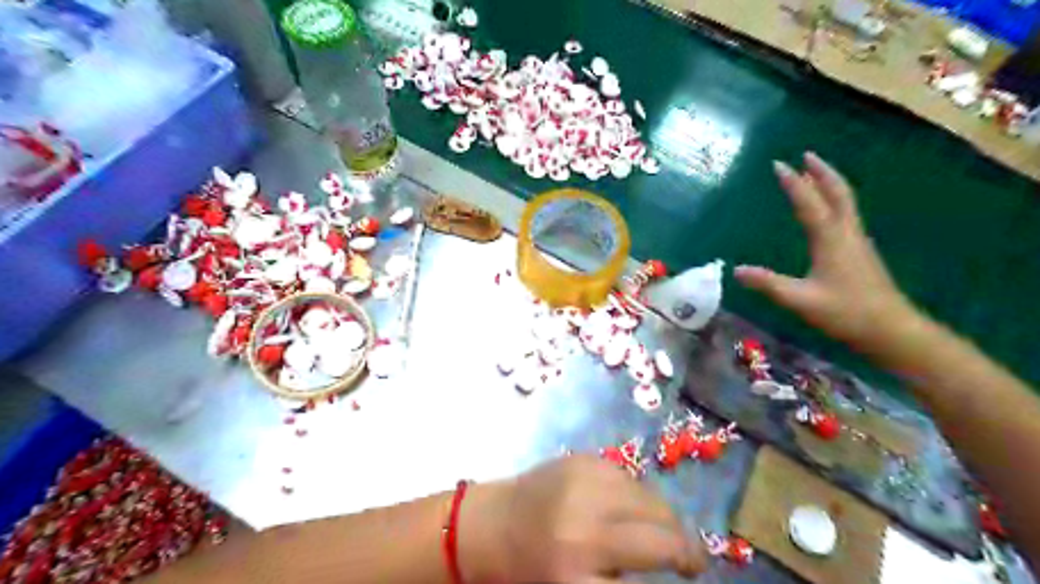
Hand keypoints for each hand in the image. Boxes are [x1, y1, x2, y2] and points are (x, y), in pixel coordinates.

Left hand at [461, 457, 706, 583]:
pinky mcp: (584, 459)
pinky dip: (638, 495)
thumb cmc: (529, 569)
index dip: (683, 566)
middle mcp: (585, 523)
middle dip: (685, 547)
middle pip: (662, 534)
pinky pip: (630, 478)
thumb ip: (622, 578)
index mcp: (578, 573)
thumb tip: (667, 563)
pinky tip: (630, 507)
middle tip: (688, 558)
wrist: (491, 523)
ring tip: (661, 531)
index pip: (653, 569)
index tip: (694, 572)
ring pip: (652, 500)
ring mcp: (585, 483)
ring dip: (664, 517)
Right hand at [734, 152, 912, 350]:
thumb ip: (768, 284)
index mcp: (831, 239)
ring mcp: (857, 241)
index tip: (778, 164)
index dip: (793, 183)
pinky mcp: (860, 252)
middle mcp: (846, 233)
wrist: (891, 329)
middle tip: (806, 155)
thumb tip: (736, 271)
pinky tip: (827, 211)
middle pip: (837, 193)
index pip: (809, 203)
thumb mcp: (801, 300)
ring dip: (829, 184)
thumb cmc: (846, 313)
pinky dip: (834, 201)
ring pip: (845, 202)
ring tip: (814, 175)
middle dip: (821, 172)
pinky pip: (846, 214)